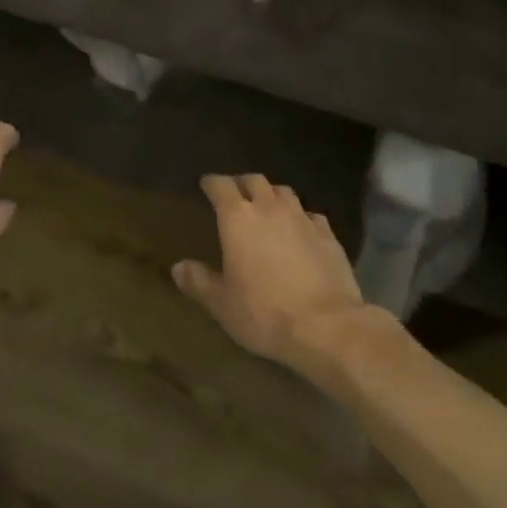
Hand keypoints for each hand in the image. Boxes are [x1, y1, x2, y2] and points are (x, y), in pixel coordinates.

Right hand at [173, 174, 367, 372]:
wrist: (327, 327)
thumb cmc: (264, 312)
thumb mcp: (222, 304)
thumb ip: (199, 281)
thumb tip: (178, 267)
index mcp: (237, 218)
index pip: (220, 185)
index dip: (212, 182)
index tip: (206, 185)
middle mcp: (269, 208)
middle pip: (254, 180)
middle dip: (242, 183)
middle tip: (235, 195)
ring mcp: (302, 218)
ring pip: (284, 192)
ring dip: (271, 195)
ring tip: (267, 208)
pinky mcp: (328, 234)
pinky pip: (310, 214)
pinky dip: (300, 216)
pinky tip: (300, 230)